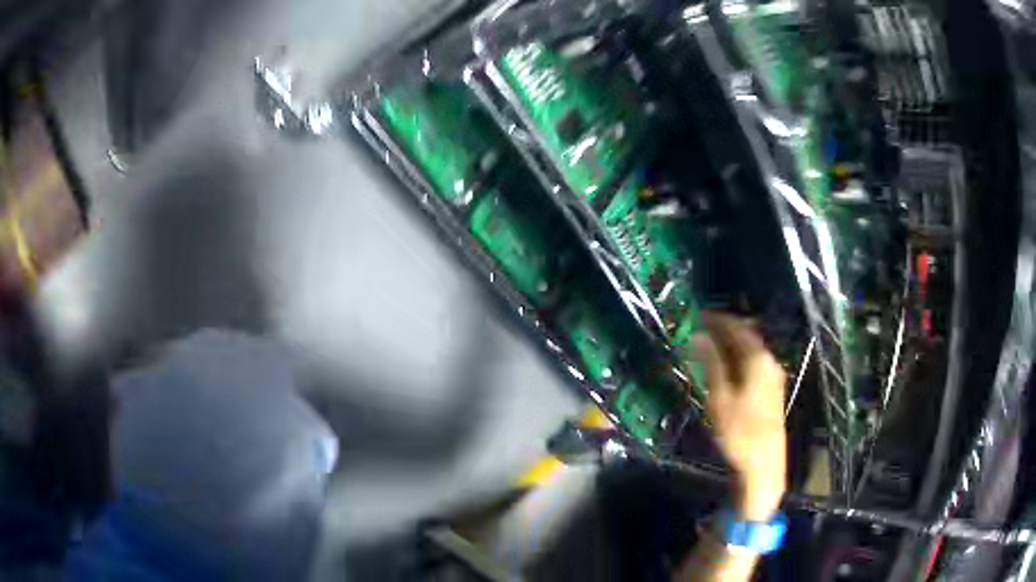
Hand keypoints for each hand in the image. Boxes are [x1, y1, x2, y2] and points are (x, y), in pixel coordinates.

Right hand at [691, 312, 786, 520]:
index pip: (738, 328)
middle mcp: (770, 362)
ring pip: (750, 351)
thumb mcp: (720, 397)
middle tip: (700, 329)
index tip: (699, 315)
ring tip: (708, 347)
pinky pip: (753, 364)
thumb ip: (711, 363)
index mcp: (759, 359)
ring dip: (730, 346)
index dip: (718, 319)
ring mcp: (773, 377)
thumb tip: (699, 335)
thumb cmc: (740, 431)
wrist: (763, 464)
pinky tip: (724, 368)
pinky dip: (737, 359)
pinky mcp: (772, 391)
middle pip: (747, 337)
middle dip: (724, 330)